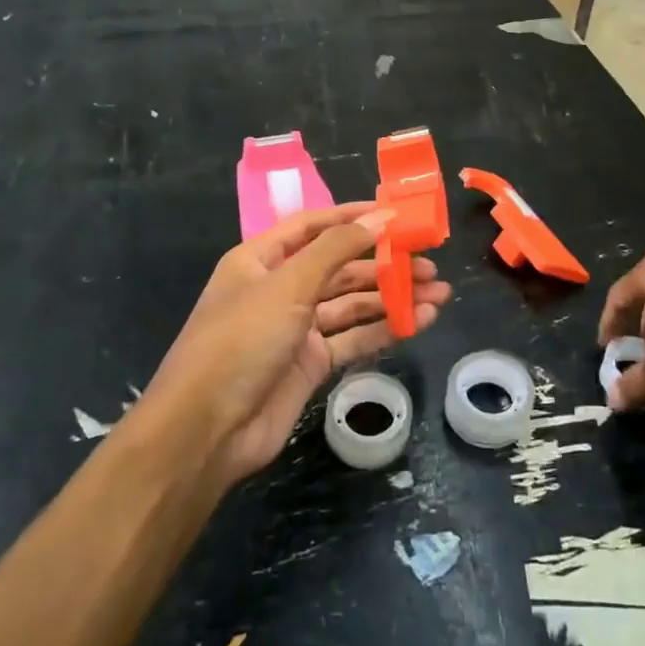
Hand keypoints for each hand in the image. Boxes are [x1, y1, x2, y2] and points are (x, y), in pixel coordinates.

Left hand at [144, 204, 452, 485]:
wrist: (205, 431)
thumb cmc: (240, 341)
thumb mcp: (287, 286)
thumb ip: (336, 249)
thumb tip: (380, 217)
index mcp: (262, 259)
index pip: (314, 226)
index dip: (353, 217)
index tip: (397, 213)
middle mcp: (280, 288)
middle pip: (340, 266)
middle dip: (385, 263)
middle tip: (431, 264)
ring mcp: (296, 328)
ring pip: (353, 304)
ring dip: (393, 297)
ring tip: (439, 294)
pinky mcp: (311, 364)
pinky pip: (353, 338)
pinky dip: (385, 328)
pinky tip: (419, 322)